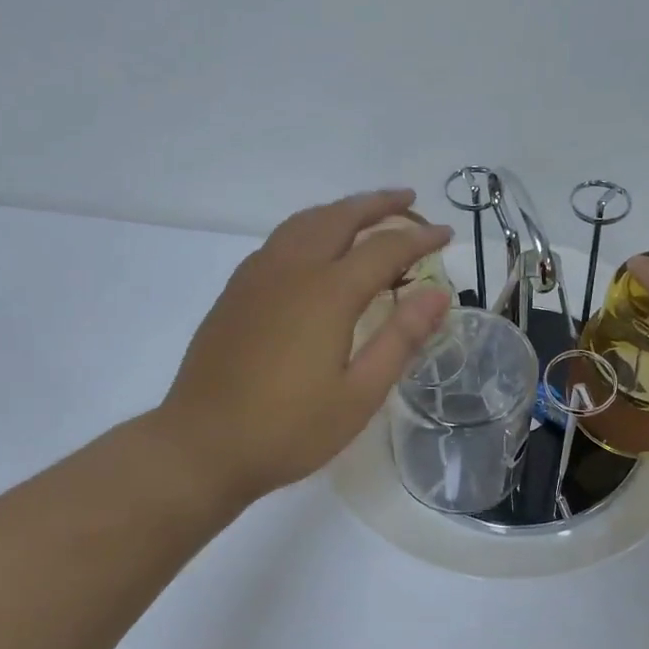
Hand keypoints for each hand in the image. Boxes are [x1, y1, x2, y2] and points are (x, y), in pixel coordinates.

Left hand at [155, 189, 452, 510]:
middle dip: (378, 204)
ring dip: (341, 210)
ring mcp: (256, 277)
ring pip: (304, 222)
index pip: (384, 248)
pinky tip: (317, 248)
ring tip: (368, 214)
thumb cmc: (289, 429)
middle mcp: (291, 270)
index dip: (419, 238)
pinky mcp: (235, 292)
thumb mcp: (359, 393)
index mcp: (327, 293)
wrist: (201, 447)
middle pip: (340, 217)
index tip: (447, 235)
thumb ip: (400, 338)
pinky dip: (311, 227)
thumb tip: (438, 293)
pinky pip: (280, 239)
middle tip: (410, 201)